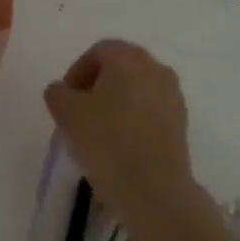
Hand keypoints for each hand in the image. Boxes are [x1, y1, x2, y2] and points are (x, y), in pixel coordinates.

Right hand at [44, 40, 195, 231]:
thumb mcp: (66, 113)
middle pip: (119, 68)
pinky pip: (149, 111)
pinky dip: (132, 120)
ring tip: (97, 133)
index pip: (98, 51)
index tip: (65, 99)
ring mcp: (173, 96)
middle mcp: (156, 68)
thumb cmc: (106, 140)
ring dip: (115, 104)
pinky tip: (118, 146)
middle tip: (77, 114)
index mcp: (129, 57)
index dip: (76, 72)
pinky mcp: (181, 124)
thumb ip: (57, 92)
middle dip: (96, 87)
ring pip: (136, 90)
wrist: (154, 189)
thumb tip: (63, 91)